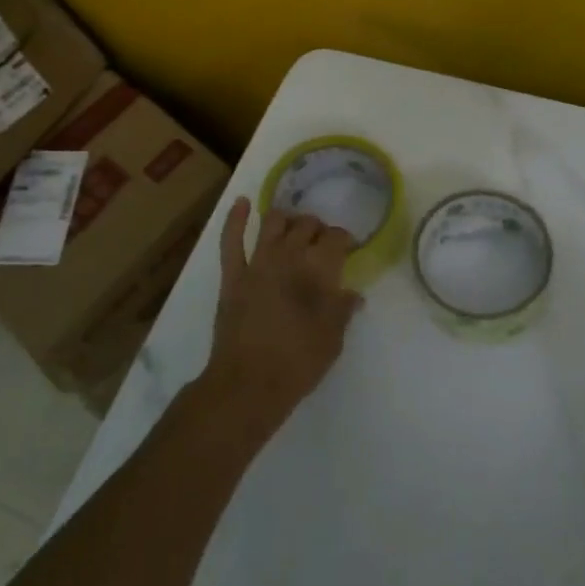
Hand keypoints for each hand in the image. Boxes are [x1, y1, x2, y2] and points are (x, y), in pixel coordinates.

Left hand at [200, 198, 361, 434]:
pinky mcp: (232, 275)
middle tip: (322, 242)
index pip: (336, 238)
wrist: (249, 382)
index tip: (347, 249)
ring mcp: (257, 262)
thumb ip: (343, 310)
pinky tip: (241, 203)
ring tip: (293, 224)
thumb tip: (353, 294)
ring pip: (273, 223)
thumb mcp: (333, 339)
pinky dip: (235, 218)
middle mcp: (289, 256)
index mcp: (318, 269)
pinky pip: (231, 240)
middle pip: (306, 225)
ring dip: (286, 218)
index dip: (344, 239)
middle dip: (317, 228)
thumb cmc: (298, 363)